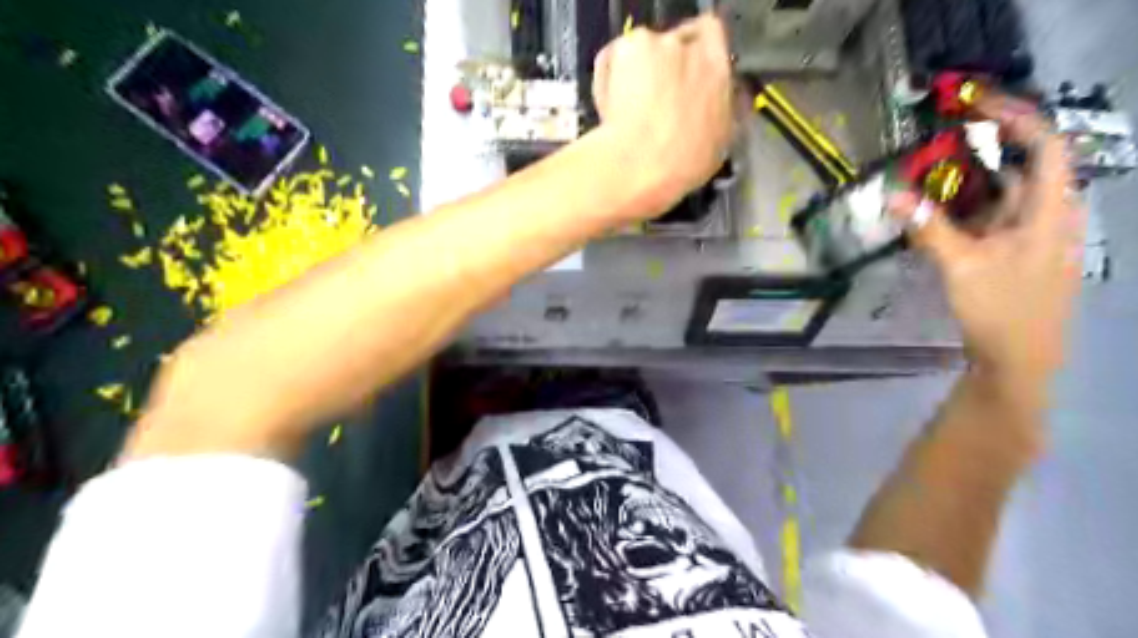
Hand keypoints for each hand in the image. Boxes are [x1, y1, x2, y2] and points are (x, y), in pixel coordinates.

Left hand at [591, 14, 732, 213]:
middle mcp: (691, 49)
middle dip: (665, 68)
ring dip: (639, 72)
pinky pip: (616, 57)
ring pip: (645, 50)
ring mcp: (656, 44)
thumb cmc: (679, 166)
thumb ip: (719, 110)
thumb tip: (717, 103)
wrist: (638, 165)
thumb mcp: (718, 144)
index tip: (684, 78)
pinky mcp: (625, 50)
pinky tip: (613, 108)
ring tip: (631, 109)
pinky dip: (612, 76)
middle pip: (675, 44)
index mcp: (718, 71)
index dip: (695, 56)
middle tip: (655, 99)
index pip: (712, 38)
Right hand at [889, 91, 1083, 396]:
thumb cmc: (1001, 308)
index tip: (976, 105)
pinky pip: (991, 218)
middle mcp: (1048, 215)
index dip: (1017, 118)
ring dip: (968, 182)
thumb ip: (929, 227)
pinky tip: (937, 213)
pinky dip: (965, 209)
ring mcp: (1032, 235)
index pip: (1046, 145)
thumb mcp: (962, 265)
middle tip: (938, 142)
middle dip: (982, 150)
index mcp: (1051, 210)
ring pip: (1003, 194)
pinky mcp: (1014, 252)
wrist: (1019, 358)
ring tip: (928, 174)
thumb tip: (893, 194)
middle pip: (1021, 166)